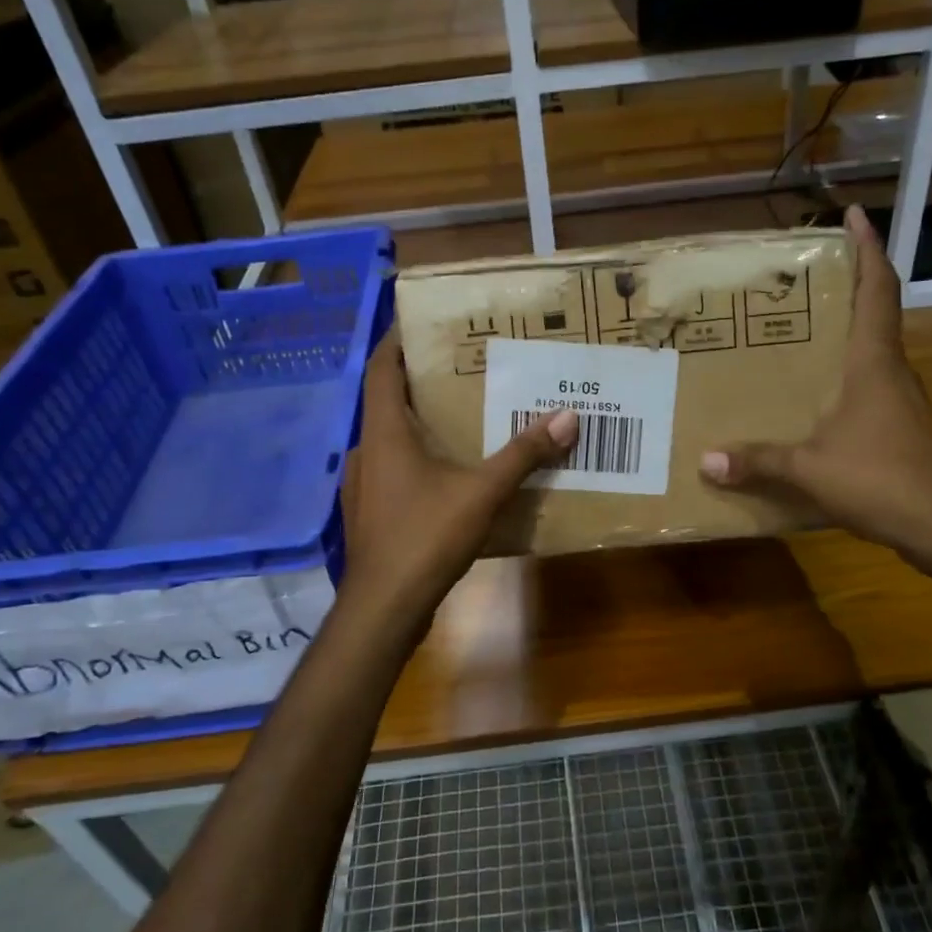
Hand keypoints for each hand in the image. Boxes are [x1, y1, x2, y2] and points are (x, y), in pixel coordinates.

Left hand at [338, 326, 576, 633]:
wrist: (384, 609)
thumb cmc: (425, 538)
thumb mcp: (482, 492)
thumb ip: (523, 454)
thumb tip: (567, 417)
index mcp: (384, 433)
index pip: (380, 369)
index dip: (394, 341)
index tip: (419, 322)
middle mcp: (367, 451)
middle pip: (387, 402)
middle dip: (418, 383)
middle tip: (459, 369)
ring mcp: (364, 486)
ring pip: (391, 441)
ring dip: (419, 425)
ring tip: (460, 419)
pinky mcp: (371, 514)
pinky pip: (394, 472)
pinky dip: (417, 461)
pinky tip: (448, 475)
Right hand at [700, 204, 931, 574]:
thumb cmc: (881, 478)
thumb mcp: (809, 468)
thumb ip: (759, 461)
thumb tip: (706, 460)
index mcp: (874, 362)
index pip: (877, 290)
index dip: (868, 249)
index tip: (854, 215)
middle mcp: (891, 372)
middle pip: (875, 314)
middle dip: (847, 285)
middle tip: (802, 277)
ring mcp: (899, 402)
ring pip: (871, 353)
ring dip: (843, 333)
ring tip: (797, 333)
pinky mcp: (899, 430)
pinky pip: (867, 388)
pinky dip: (842, 377)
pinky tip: (812, 398)